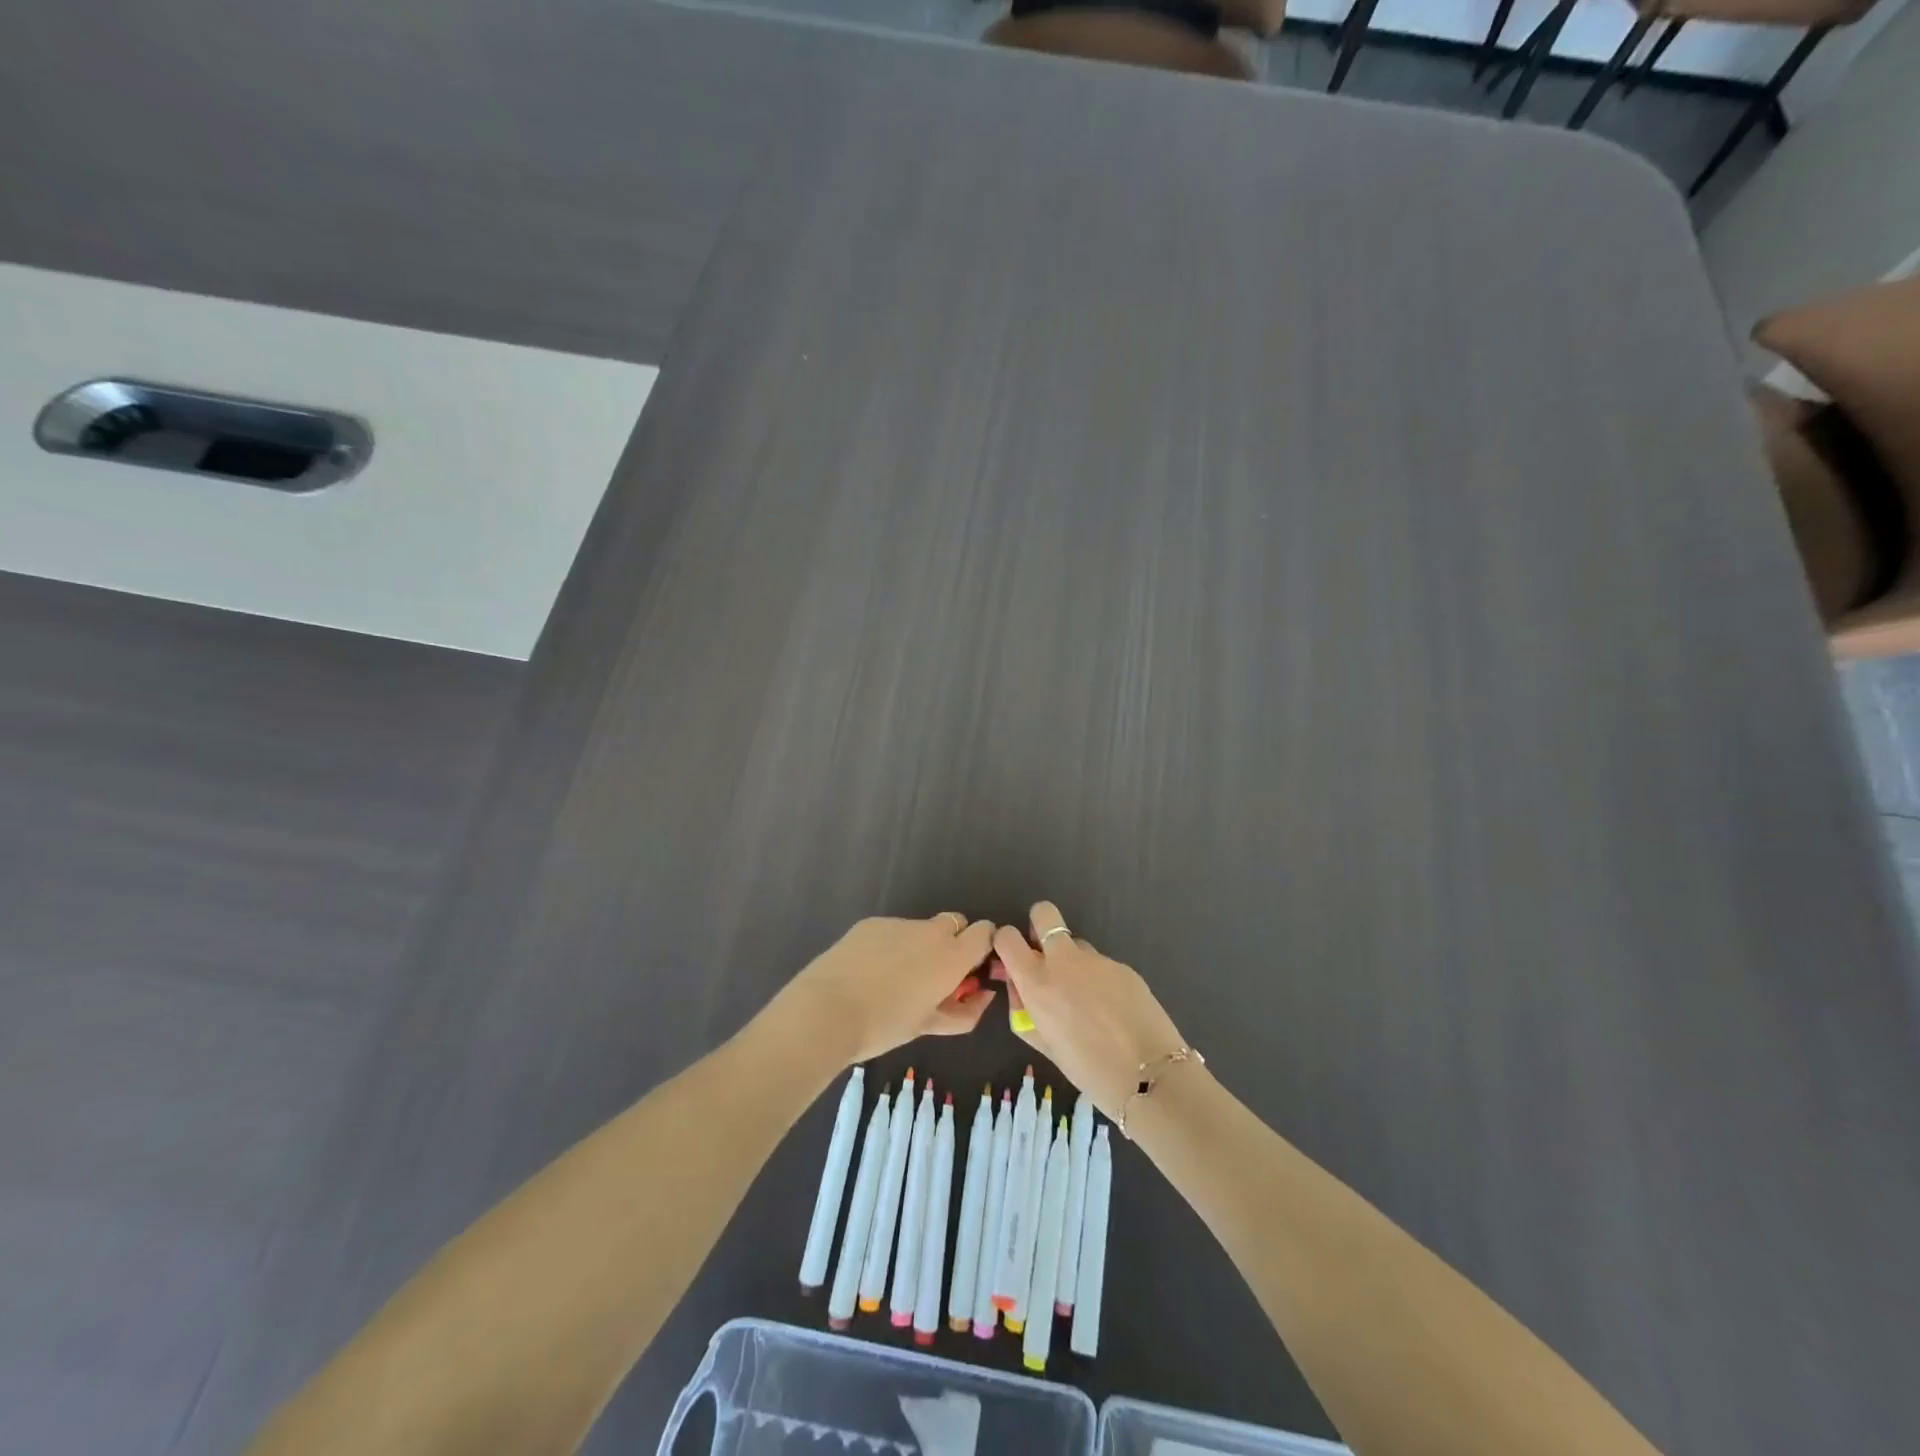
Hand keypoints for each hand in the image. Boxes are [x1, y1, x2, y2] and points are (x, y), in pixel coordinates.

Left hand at [776, 913, 997, 1065]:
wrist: (826, 1010)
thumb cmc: (884, 1025)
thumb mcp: (929, 1026)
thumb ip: (964, 1011)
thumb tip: (983, 996)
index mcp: (952, 956)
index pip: (985, 931)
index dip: (981, 946)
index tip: (970, 967)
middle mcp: (931, 931)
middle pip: (955, 923)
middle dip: (952, 942)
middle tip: (934, 974)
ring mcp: (899, 923)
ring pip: (921, 928)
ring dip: (918, 946)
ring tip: (892, 978)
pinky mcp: (871, 922)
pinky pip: (892, 930)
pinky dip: (890, 945)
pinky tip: (868, 970)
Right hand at [992, 901, 1186, 1117]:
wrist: (1150, 1075)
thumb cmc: (1088, 1070)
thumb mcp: (1044, 1044)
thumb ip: (1025, 1010)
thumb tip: (1020, 987)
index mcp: (1037, 981)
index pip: (1007, 937)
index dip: (1006, 943)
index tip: (1014, 959)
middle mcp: (1064, 960)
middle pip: (1043, 913)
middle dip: (1039, 925)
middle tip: (1046, 957)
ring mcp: (1097, 959)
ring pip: (1077, 945)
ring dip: (1074, 963)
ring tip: (1089, 1001)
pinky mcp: (1123, 966)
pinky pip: (1102, 965)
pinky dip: (1101, 980)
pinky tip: (1114, 1010)